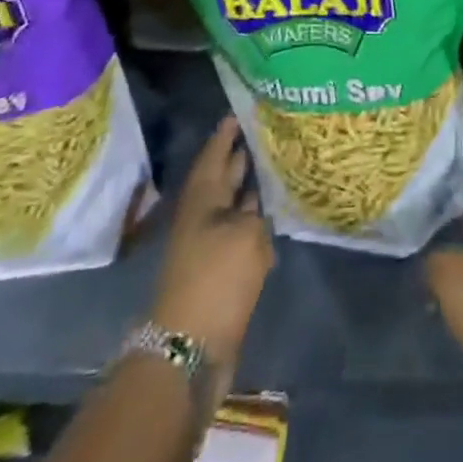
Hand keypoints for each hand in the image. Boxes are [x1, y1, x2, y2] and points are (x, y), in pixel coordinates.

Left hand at [148, 117, 274, 387]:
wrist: (188, 349)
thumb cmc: (216, 279)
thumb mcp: (247, 235)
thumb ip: (257, 215)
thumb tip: (257, 211)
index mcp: (202, 200)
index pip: (214, 155)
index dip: (226, 134)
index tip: (240, 112)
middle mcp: (202, 218)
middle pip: (221, 180)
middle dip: (239, 158)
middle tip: (263, 134)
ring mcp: (208, 247)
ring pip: (231, 208)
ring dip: (249, 190)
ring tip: (274, 168)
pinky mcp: (218, 273)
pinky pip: (239, 235)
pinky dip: (254, 223)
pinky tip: (273, 217)